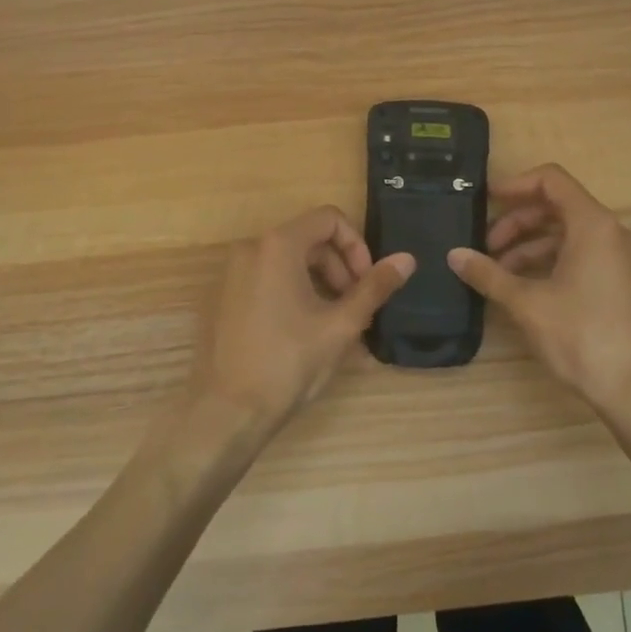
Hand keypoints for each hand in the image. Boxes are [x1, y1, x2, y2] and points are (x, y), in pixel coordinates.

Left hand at [190, 207, 414, 431]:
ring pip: (288, 260)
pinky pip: (266, 278)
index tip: (367, 282)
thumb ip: (375, 287)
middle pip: (309, 239)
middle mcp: (249, 248)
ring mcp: (231, 273)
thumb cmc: (288, 363)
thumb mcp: (341, 325)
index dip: (356, 245)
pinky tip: (305, 331)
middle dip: (340, 267)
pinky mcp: (223, 296)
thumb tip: (407, 259)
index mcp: (277, 246)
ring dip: (319, 282)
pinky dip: (293, 292)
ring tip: (335, 324)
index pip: (328, 219)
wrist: (226, 412)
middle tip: (356, 308)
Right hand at [448, 164, 630, 414]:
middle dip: (517, 221)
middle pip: (557, 206)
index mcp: (593, 224)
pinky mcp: (620, 281)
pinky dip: (549, 260)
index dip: (515, 184)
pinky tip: (522, 286)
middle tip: (486, 247)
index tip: (485, 201)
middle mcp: (611, 232)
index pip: (552, 180)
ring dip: (529, 244)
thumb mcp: (526, 303)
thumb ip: (488, 273)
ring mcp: (619, 258)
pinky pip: (580, 254)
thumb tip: (454, 255)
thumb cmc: (580, 336)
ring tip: (497, 272)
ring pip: (567, 233)